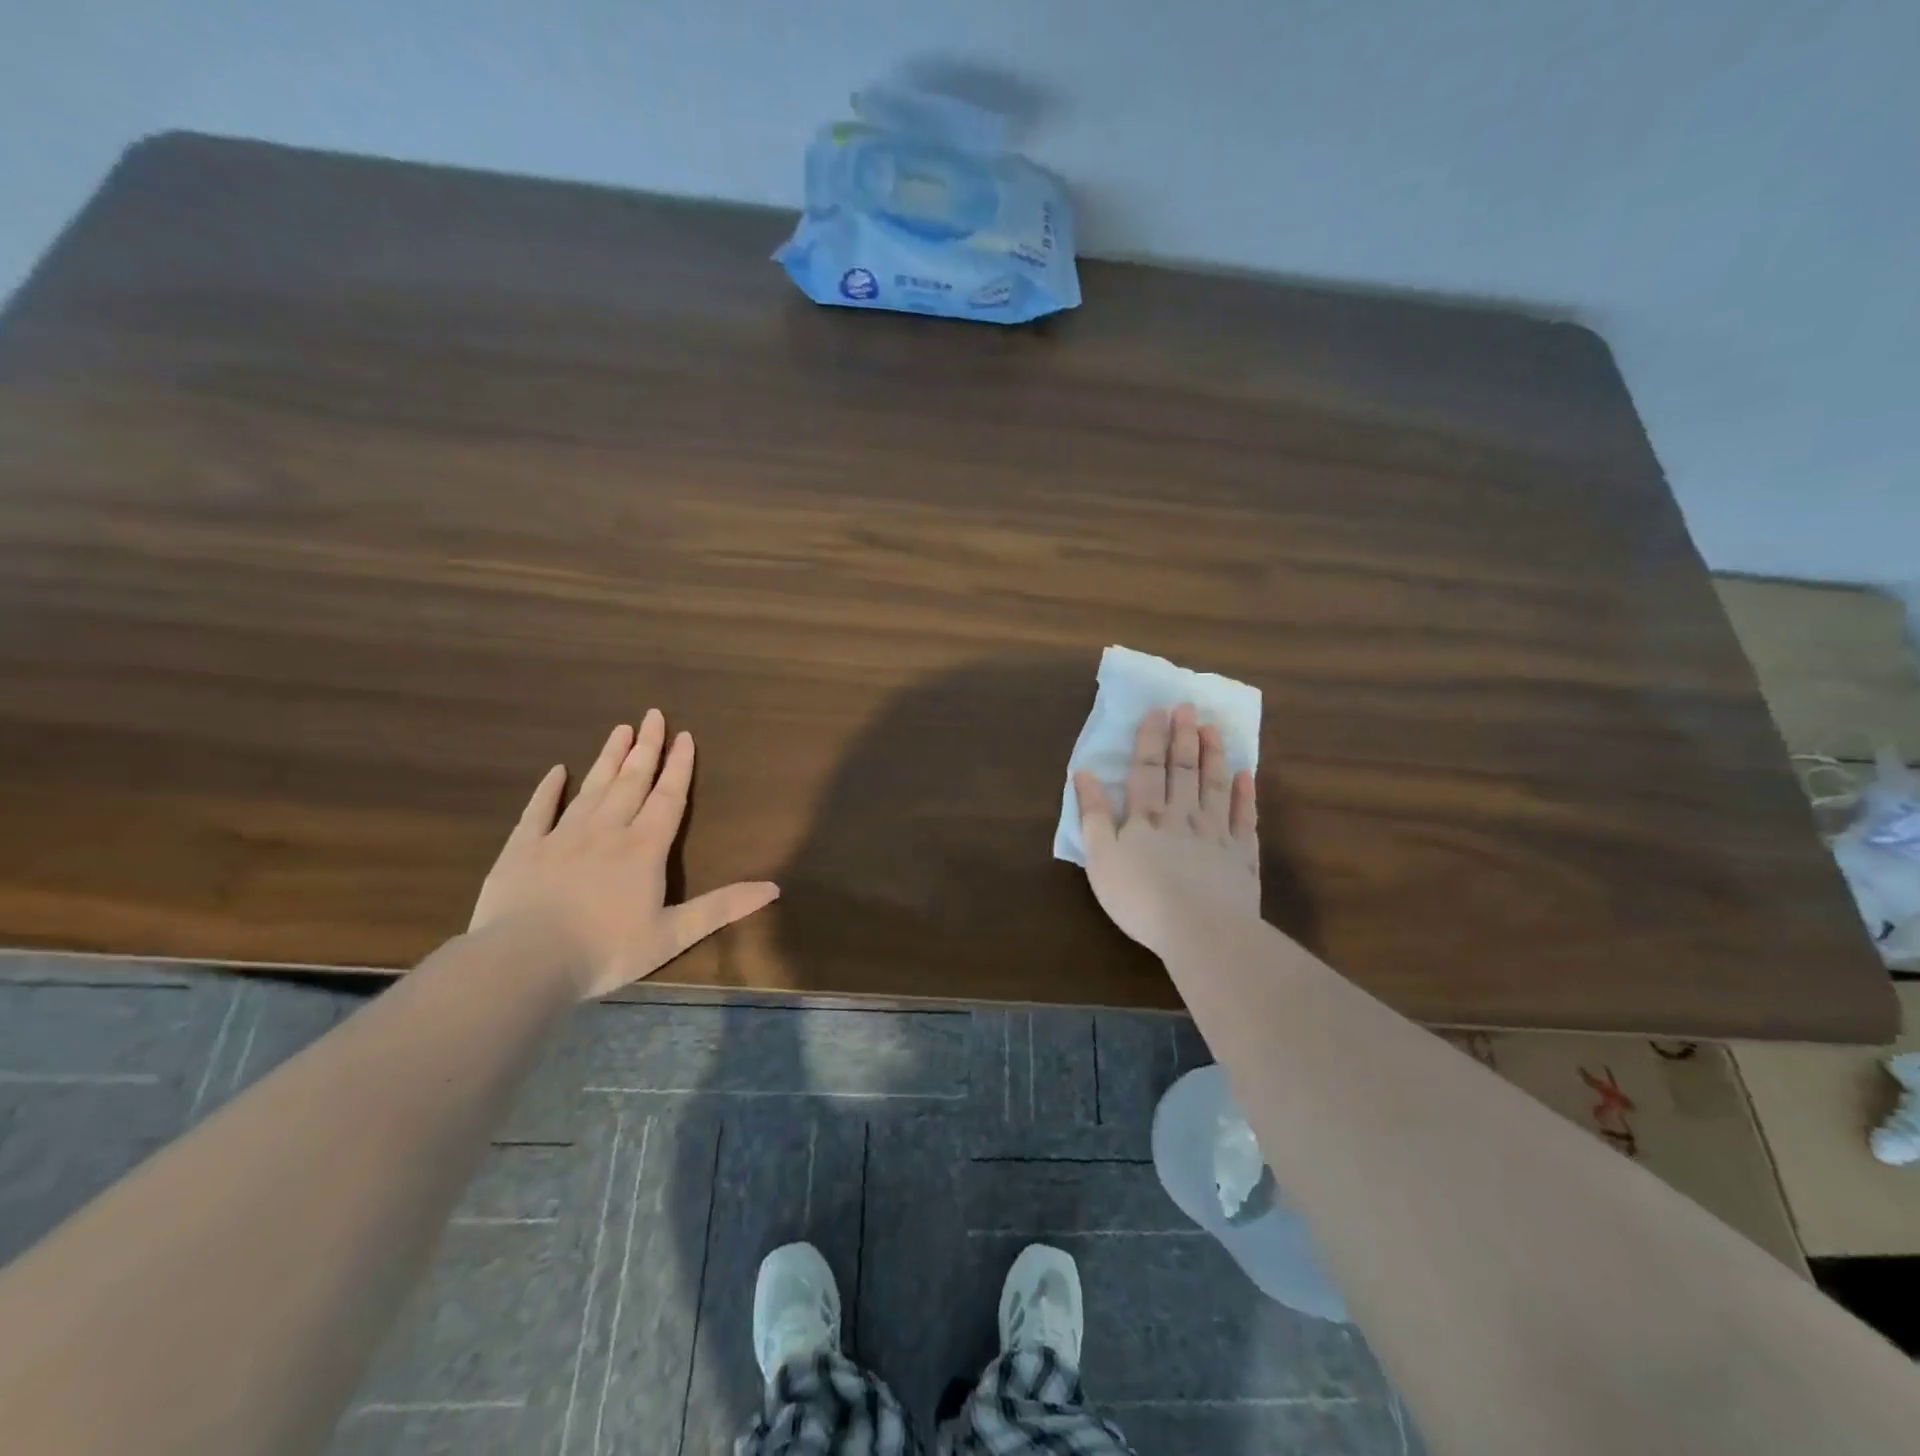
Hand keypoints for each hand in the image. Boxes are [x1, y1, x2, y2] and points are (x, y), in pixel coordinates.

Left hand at [470, 713, 779, 999]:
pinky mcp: (523, 849)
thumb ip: (722, 908)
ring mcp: (561, 836)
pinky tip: (556, 771)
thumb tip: (774, 887)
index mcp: (644, 849)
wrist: (524, 962)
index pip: (668, 798)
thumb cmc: (605, 951)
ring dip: (609, 758)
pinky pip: (538, 810)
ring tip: (620, 729)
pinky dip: (548, 789)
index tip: (684, 736)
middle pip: (631, 781)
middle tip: (653, 715)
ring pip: (592, 788)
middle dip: (646, 748)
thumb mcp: (673, 935)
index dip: (679, 767)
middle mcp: (607, 831)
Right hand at [1073, 703, 1260, 958]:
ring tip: (1213, 729)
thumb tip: (1083, 773)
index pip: (1147, 769)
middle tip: (1188, 707)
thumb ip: (1092, 814)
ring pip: (1215, 786)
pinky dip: (1246, 795)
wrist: (1200, 930)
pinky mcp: (1243, 856)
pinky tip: (1246, 775)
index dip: (1151, 739)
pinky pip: (1246, 818)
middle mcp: (1182, 816)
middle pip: (1184, 770)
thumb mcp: (1100, 858)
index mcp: (1145, 817)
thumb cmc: (1140, 897)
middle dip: (1184, 737)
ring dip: (1214, 756)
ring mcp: (1217, 834)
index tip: (1158, 711)